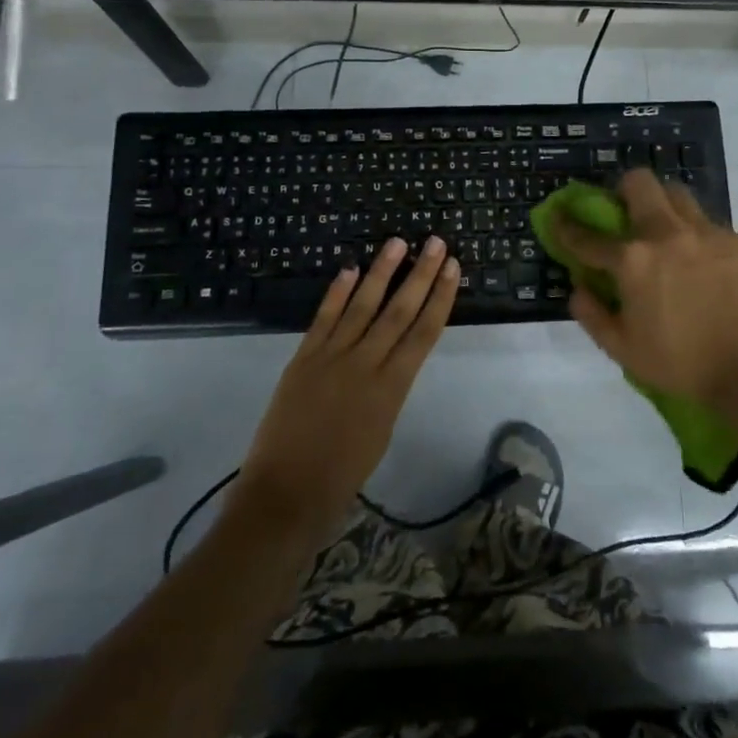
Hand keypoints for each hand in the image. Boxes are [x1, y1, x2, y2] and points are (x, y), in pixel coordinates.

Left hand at [237, 235, 459, 544]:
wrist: (285, 495)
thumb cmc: (341, 476)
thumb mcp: (381, 431)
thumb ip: (388, 389)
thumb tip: (390, 358)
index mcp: (392, 388)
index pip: (424, 331)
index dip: (440, 296)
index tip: (452, 268)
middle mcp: (365, 364)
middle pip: (399, 310)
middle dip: (420, 274)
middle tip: (435, 242)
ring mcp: (331, 357)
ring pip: (362, 305)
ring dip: (381, 271)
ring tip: (397, 242)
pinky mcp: (302, 358)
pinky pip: (324, 318)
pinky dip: (337, 292)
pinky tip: (350, 269)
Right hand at [554, 170, 737, 409]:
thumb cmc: (682, 363)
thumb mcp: (624, 351)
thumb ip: (593, 316)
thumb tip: (578, 289)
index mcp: (632, 261)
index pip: (588, 236)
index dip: (567, 226)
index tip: (558, 218)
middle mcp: (665, 234)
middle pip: (639, 183)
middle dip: (622, 189)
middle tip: (623, 211)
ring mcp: (704, 232)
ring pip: (675, 193)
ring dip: (661, 203)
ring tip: (664, 229)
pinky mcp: (734, 239)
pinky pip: (705, 221)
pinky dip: (693, 232)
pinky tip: (698, 258)